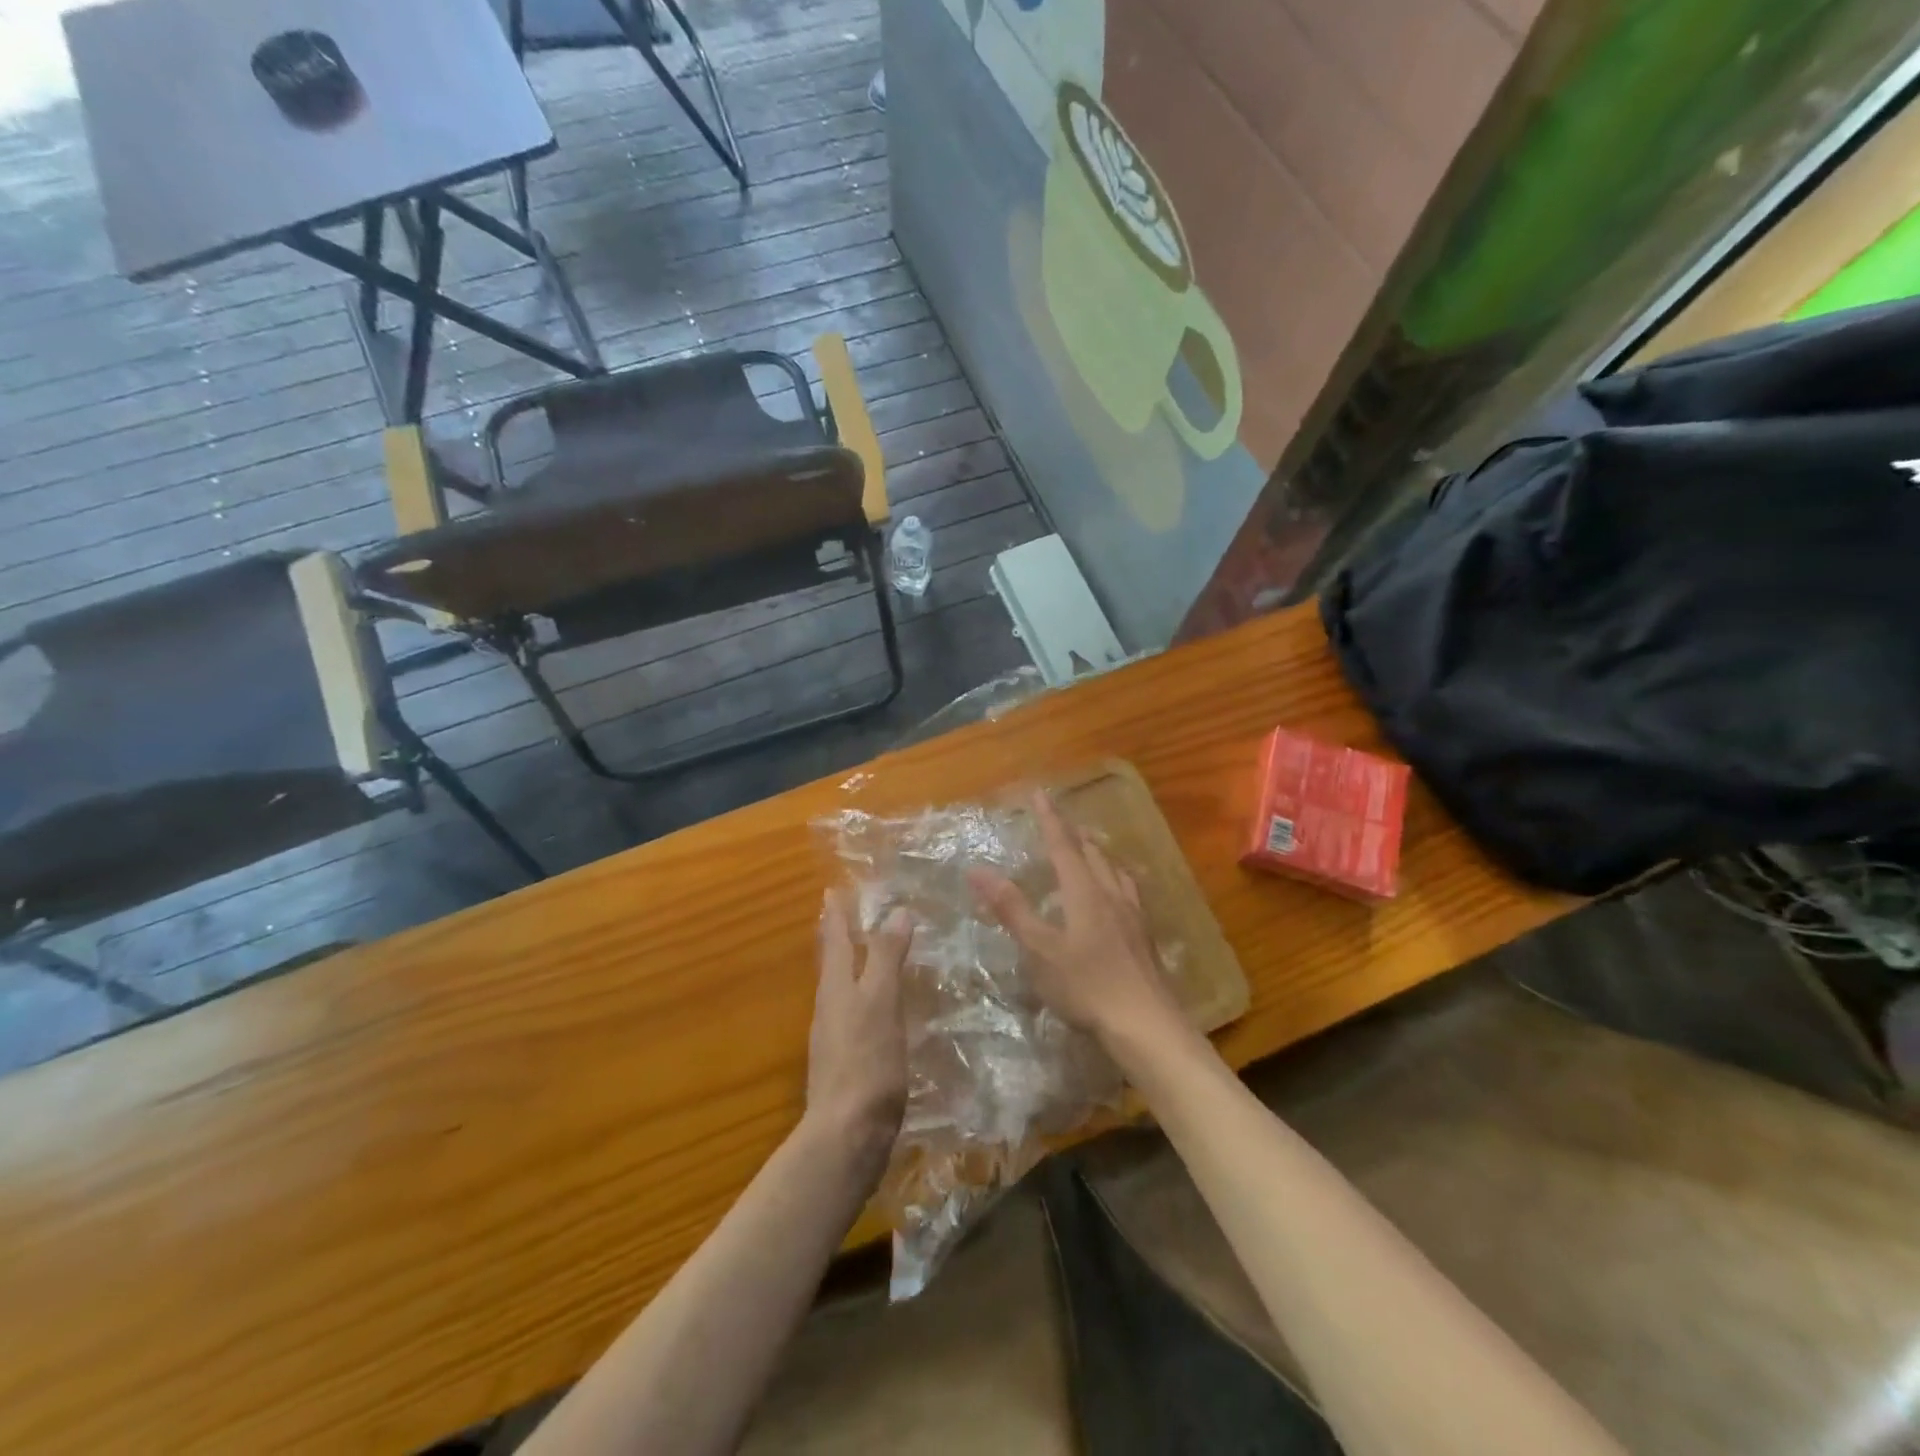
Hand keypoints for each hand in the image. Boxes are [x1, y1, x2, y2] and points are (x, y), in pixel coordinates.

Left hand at [805, 890, 910, 1159]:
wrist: (847, 1135)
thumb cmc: (866, 1061)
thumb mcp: (881, 1001)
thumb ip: (886, 957)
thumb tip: (896, 910)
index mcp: (835, 988)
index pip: (832, 939)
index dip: (834, 914)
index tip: (832, 889)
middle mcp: (829, 1007)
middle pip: (830, 963)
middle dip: (835, 937)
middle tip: (841, 914)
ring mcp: (834, 1038)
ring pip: (840, 989)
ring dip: (849, 966)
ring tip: (864, 953)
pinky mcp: (846, 1063)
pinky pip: (852, 1015)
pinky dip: (862, 998)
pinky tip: (878, 1008)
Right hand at [968, 791, 1184, 1054]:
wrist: (1146, 1024)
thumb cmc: (1086, 986)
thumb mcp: (1040, 950)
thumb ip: (1011, 908)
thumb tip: (977, 870)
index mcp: (1084, 892)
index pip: (1063, 845)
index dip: (1049, 819)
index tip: (1040, 794)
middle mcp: (1111, 895)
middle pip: (1093, 854)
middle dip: (1074, 834)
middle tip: (1061, 823)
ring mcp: (1133, 916)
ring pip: (1114, 871)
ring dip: (1098, 854)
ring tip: (1090, 850)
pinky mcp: (1144, 937)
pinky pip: (1128, 892)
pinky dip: (1115, 879)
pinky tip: (1118, 896)